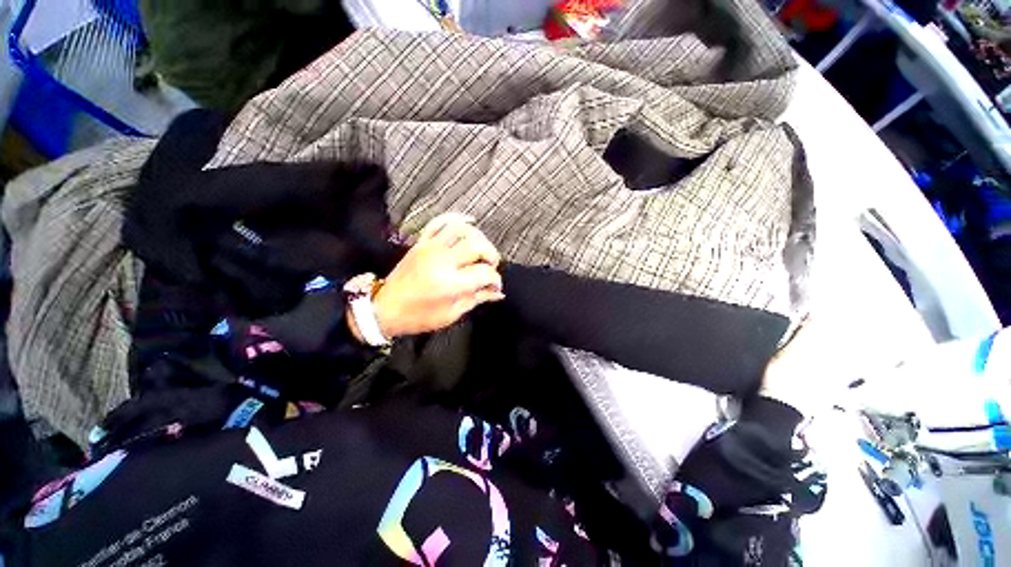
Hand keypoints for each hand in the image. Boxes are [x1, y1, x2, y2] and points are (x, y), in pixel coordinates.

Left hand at [360, 213, 504, 339]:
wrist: (384, 309)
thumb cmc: (418, 317)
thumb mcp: (451, 314)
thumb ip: (477, 299)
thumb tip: (497, 293)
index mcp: (450, 283)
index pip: (484, 273)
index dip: (495, 280)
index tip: (495, 287)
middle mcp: (442, 261)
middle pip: (477, 245)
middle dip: (491, 255)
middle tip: (491, 266)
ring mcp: (430, 248)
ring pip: (462, 229)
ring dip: (478, 237)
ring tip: (481, 250)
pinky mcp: (421, 243)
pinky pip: (440, 222)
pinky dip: (456, 218)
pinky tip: (469, 221)